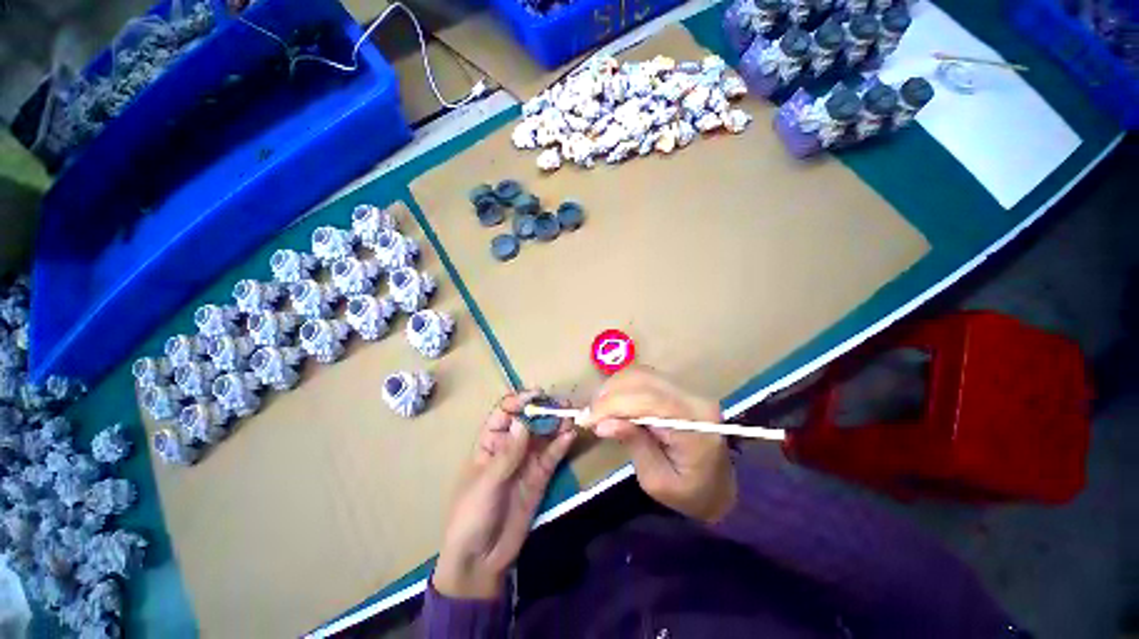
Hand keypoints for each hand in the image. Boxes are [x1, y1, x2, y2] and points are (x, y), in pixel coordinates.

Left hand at [433, 391, 576, 598]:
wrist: (481, 559)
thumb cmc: (472, 516)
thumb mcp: (486, 484)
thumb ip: (507, 455)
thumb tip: (523, 422)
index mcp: (490, 442)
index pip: (505, 412)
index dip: (520, 400)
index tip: (537, 394)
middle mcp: (510, 446)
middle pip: (529, 420)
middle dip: (544, 409)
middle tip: (562, 403)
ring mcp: (527, 460)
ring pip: (544, 435)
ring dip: (557, 424)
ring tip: (571, 416)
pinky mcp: (540, 476)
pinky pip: (552, 455)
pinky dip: (562, 445)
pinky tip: (571, 436)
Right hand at [582, 368, 735, 523]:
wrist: (718, 486)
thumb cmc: (689, 494)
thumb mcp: (657, 481)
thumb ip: (633, 444)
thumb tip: (602, 423)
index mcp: (695, 425)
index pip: (648, 401)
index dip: (612, 405)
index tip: (586, 419)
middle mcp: (694, 398)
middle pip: (643, 380)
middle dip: (609, 395)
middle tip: (588, 415)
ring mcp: (687, 389)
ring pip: (641, 373)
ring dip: (613, 388)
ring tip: (597, 409)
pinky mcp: (678, 387)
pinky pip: (644, 377)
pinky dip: (622, 386)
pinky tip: (611, 402)